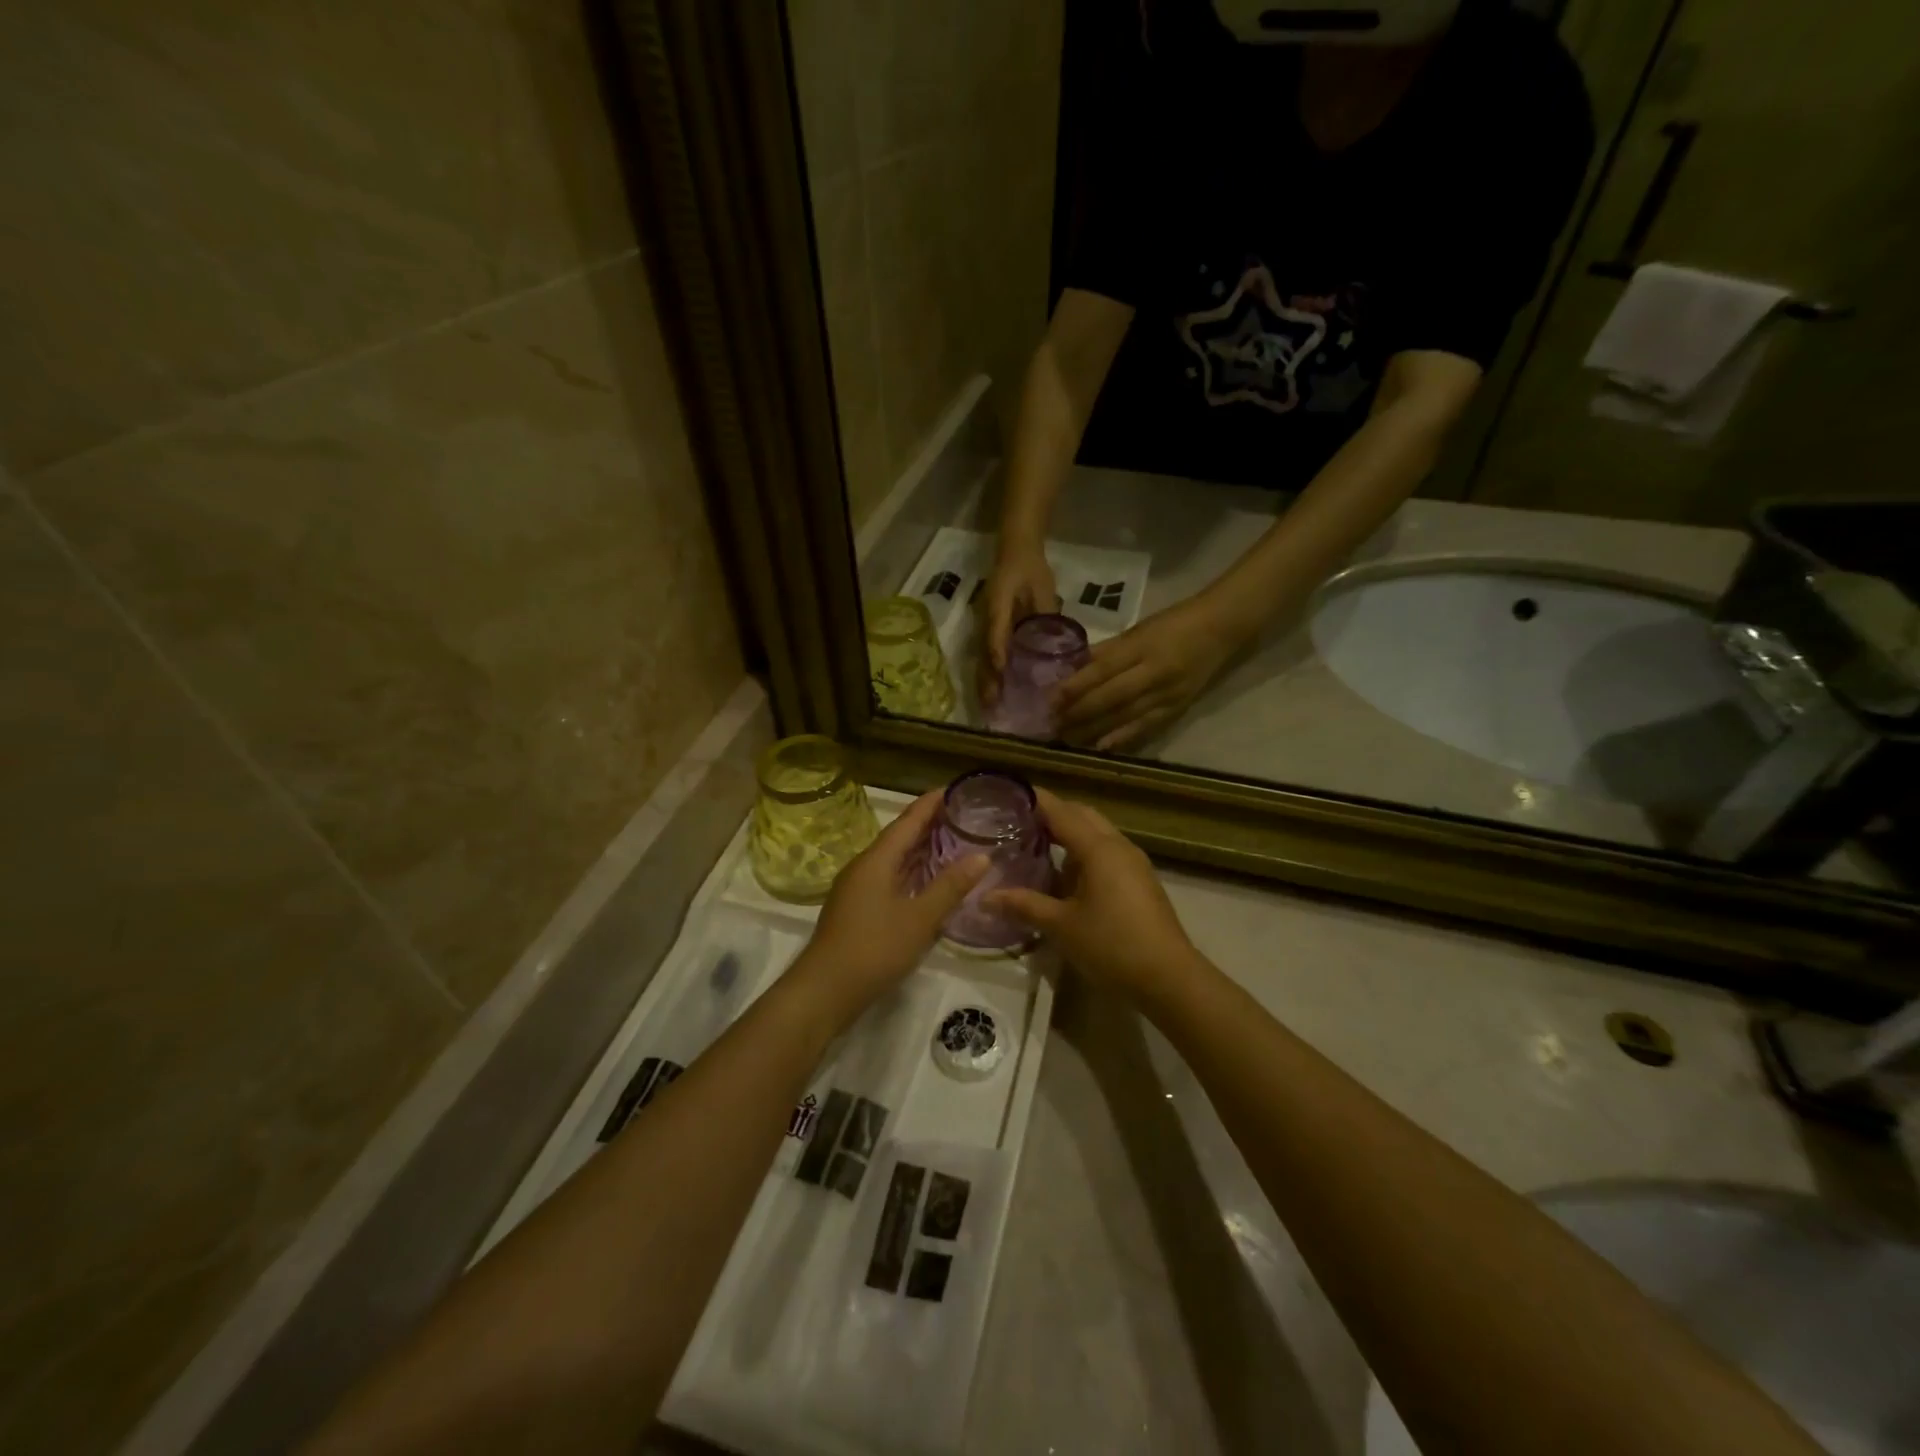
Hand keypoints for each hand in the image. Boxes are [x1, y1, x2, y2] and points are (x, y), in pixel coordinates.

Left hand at [788, 791, 987, 1027]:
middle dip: (928, 823)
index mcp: (876, 860)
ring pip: (893, 859)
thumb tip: (982, 856)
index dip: (930, 804)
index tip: (954, 788)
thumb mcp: (920, 918)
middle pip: (899, 836)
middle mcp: (864, 866)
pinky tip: (927, 880)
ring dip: (919, 848)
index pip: (907, 821)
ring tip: (950, 840)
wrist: (824, 990)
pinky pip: (888, 877)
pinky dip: (911, 871)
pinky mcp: (857, 909)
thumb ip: (950, 886)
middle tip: (961, 813)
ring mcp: (857, 888)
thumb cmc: (874, 948)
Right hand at [977, 544, 1060, 706]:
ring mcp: (986, 625)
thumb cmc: (1031, 569)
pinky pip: (989, 654)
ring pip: (983, 658)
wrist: (1017, 551)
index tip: (1001, 675)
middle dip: (987, 680)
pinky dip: (991, 673)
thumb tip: (1055, 642)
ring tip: (989, 706)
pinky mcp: (992, 630)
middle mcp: (987, 619)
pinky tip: (996, 691)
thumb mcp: (1043, 588)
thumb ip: (1046, 613)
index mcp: (998, 606)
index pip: (995, 634)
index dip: (998, 654)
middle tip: (991, 706)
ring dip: (986, 681)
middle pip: (984, 653)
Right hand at [987, 789, 1203, 1003]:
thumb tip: (985, 896)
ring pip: (1097, 834)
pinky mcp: (1140, 881)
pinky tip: (1065, 875)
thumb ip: (1024, 905)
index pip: (1061, 812)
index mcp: (1098, 848)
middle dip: (1052, 814)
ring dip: (1069, 834)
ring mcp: (1133, 863)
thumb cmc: (1112, 945)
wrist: (1169, 977)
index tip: (1009, 794)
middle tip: (1018, 821)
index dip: (1035, 801)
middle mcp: (1118, 846)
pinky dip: (1083, 853)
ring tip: (1036, 846)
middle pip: (1082, 816)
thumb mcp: (1061, 926)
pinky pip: (1107, 853)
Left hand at [1055, 596, 1238, 751]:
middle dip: (1079, 713)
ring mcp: (1168, 694)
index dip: (1075, 686)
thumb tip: (1072, 669)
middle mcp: (1155, 672)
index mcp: (1142, 646)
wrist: (1221, 629)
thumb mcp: (1137, 630)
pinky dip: (1122, 738)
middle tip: (1052, 724)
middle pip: (1111, 697)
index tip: (1050, 699)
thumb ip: (1106, 651)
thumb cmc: (1173, 624)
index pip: (1103, 669)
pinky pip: (1146, 727)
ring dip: (1094, 730)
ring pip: (1125, 716)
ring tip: (1068, 738)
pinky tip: (1101, 747)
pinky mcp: (1177, 709)